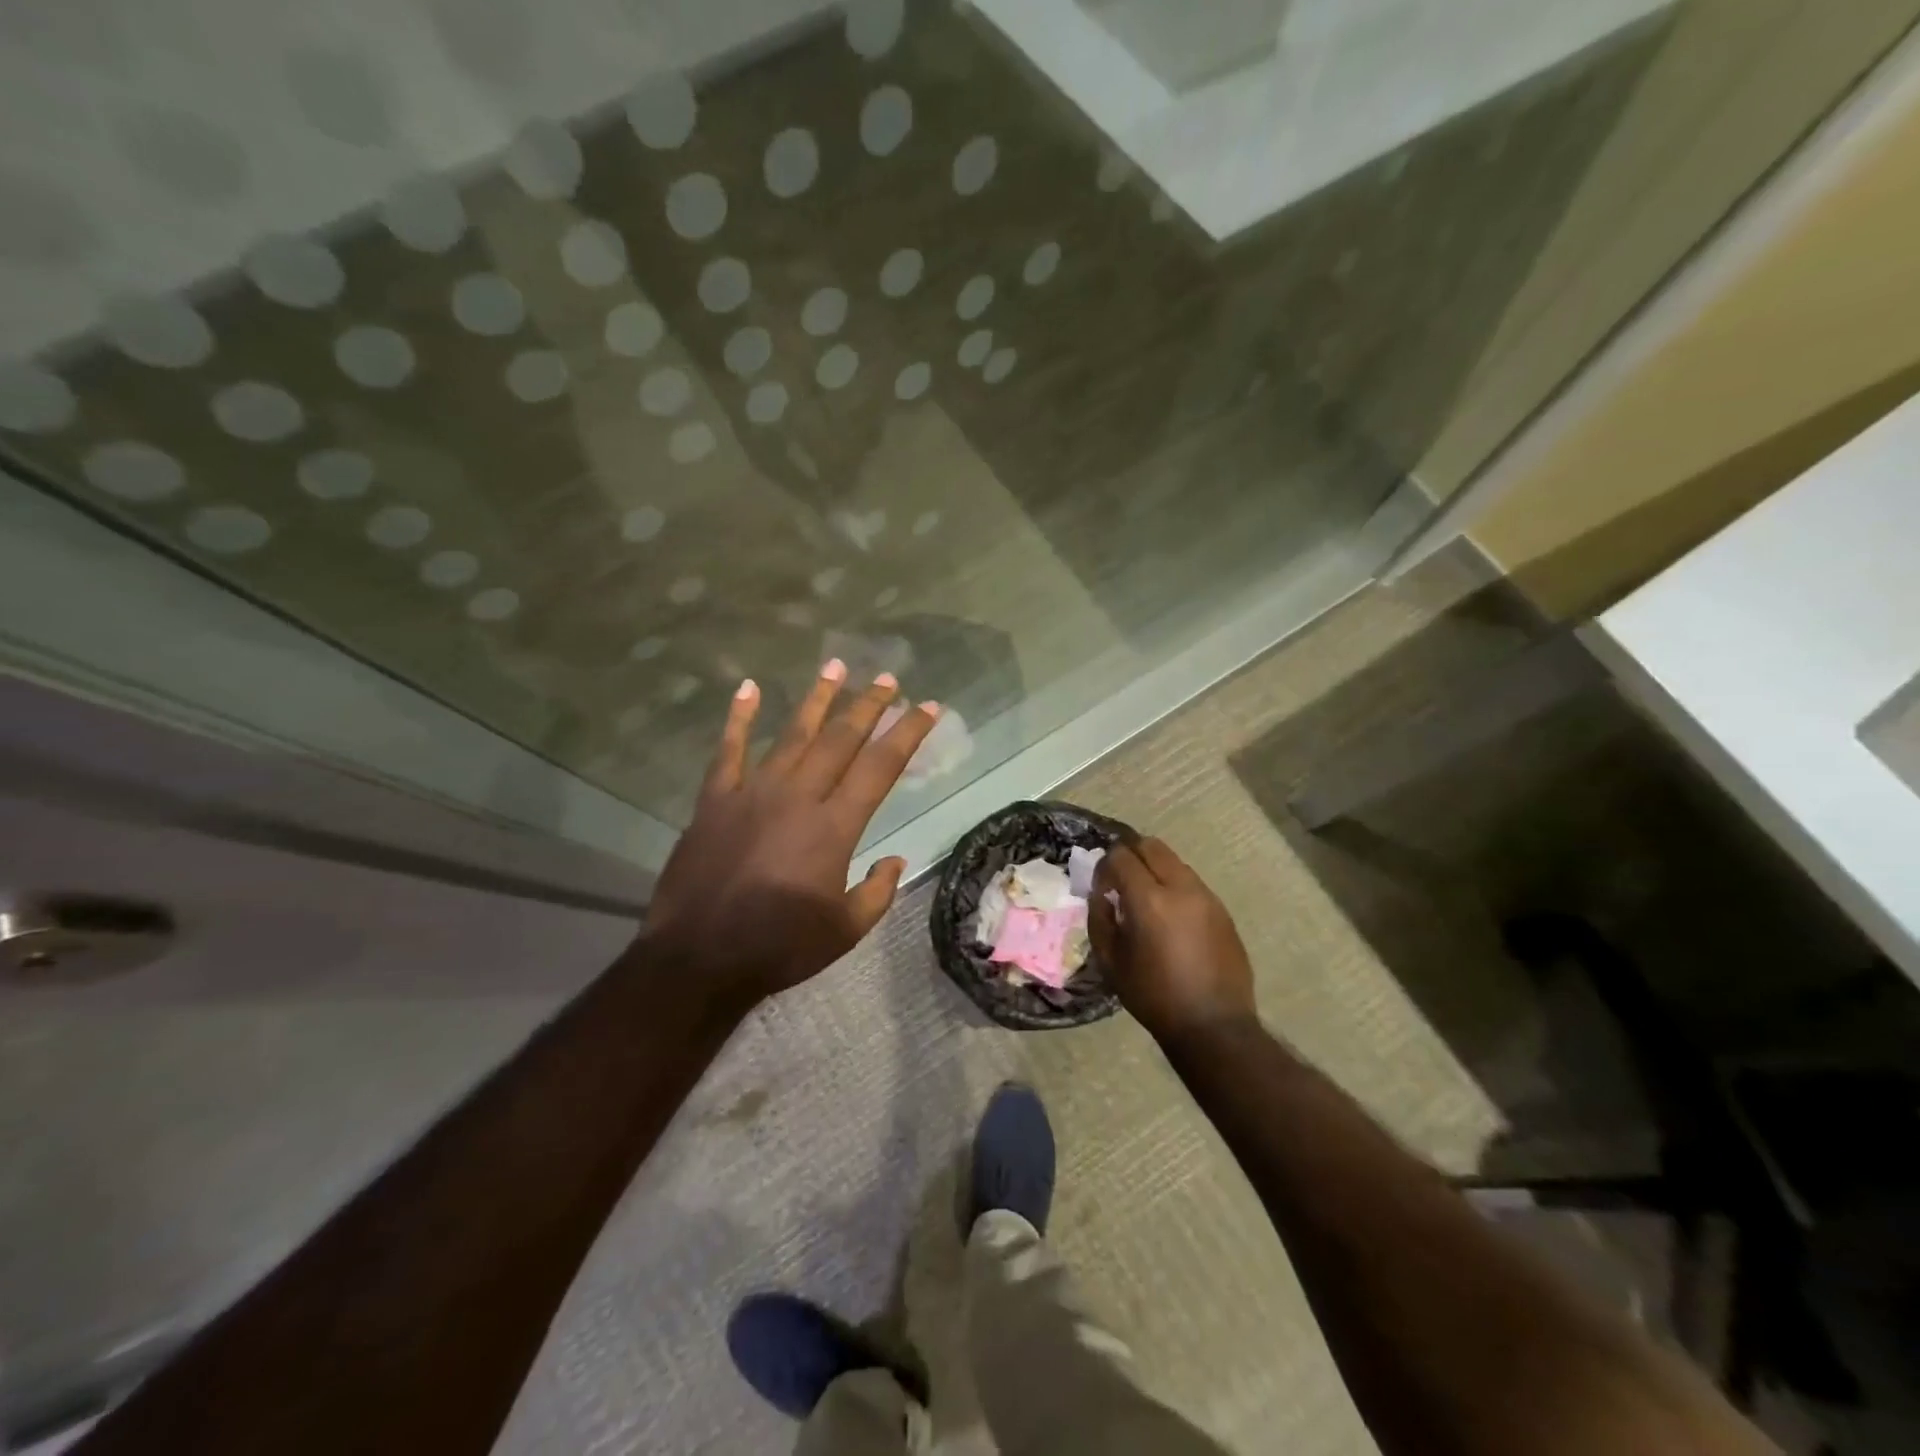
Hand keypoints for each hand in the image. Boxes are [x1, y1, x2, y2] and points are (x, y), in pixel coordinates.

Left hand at [636, 661, 940, 1012]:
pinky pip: (728, 751)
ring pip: (792, 735)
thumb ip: (877, 893)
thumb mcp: (845, 930)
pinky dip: (738, 719)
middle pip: (840, 740)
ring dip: (816, 699)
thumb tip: (896, 861)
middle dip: (867, 705)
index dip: (907, 733)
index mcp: (834, 827)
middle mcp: (797, 797)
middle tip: (887, 677)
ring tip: (835, 666)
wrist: (698, 958)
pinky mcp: (714, 801)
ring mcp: (752, 793)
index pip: (880, 767)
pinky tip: (747, 689)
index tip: (928, 707)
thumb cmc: (779, 947)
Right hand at [1090, 838, 1256, 1042]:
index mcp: (1149, 899)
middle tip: (1121, 882)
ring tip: (1146, 900)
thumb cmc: (1153, 996)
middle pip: (1151, 846)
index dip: (1104, 866)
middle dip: (1130, 855)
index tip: (1101, 888)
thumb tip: (1102, 893)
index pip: (1121, 855)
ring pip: (1175, 861)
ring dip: (1155, 870)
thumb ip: (1100, 917)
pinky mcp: (1222, 910)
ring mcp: (1207, 896)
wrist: (1213, 1025)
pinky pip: (1192, 883)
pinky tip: (1170, 918)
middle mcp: (1181, 888)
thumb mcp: (1110, 960)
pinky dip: (1175, 887)